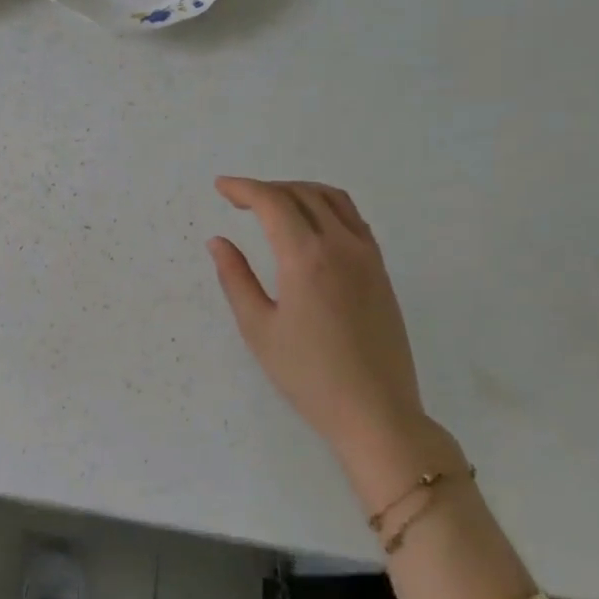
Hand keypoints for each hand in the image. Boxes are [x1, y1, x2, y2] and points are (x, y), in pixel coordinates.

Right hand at [209, 177, 426, 457]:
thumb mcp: (258, 328)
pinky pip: (353, 219)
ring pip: (333, 200)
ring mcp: (367, 256)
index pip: (273, 202)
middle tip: (238, 199)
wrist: (376, 411)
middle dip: (267, 188)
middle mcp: (341, 246)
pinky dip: (326, 207)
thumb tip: (219, 242)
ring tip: (271, 204)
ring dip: (299, 191)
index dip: (244, 188)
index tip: (220, 187)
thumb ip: (235, 278)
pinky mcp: (380, 271)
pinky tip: (309, 225)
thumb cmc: (308, 375)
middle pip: (303, 194)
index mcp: (306, 258)